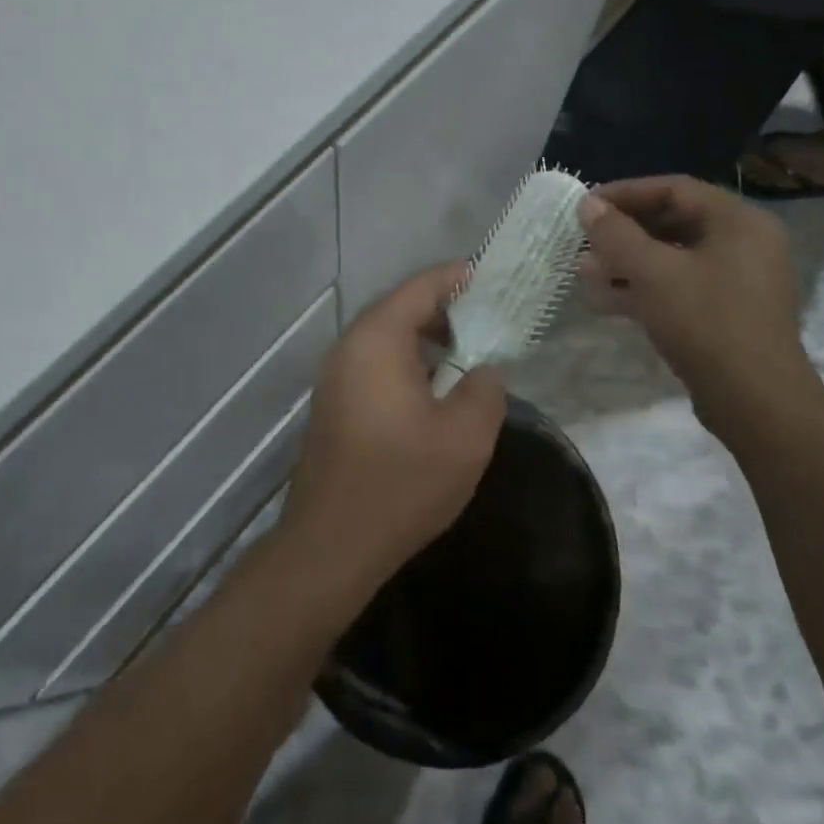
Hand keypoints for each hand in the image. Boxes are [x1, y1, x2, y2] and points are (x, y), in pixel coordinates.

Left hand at [282, 265, 506, 590]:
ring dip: (426, 339)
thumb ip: (485, 388)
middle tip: (488, 320)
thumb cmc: (401, 482)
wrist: (331, 544)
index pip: (421, 287)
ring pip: (387, 338)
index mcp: (378, 338)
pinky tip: (433, 392)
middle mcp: (350, 346)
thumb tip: (483, 369)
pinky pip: (375, 364)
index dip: (458, 278)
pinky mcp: (333, 403)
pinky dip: (407, 362)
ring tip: (467, 355)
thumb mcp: (465, 436)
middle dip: (446, 309)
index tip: (492, 279)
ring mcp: (336, 375)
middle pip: (401, 308)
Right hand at [578, 177, 823, 444]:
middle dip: (623, 232)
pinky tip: (606, 300)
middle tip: (584, 241)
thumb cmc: (707, 323)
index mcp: (738, 221)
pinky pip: (680, 286)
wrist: (757, 405)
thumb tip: (588, 203)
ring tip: (586, 273)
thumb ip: (616, 233)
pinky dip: (644, 288)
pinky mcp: (727, 313)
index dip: (625, 193)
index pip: (674, 188)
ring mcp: (737, 280)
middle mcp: (744, 242)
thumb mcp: (653, 273)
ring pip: (672, 257)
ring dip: (627, 263)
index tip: (586, 205)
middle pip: (673, 221)